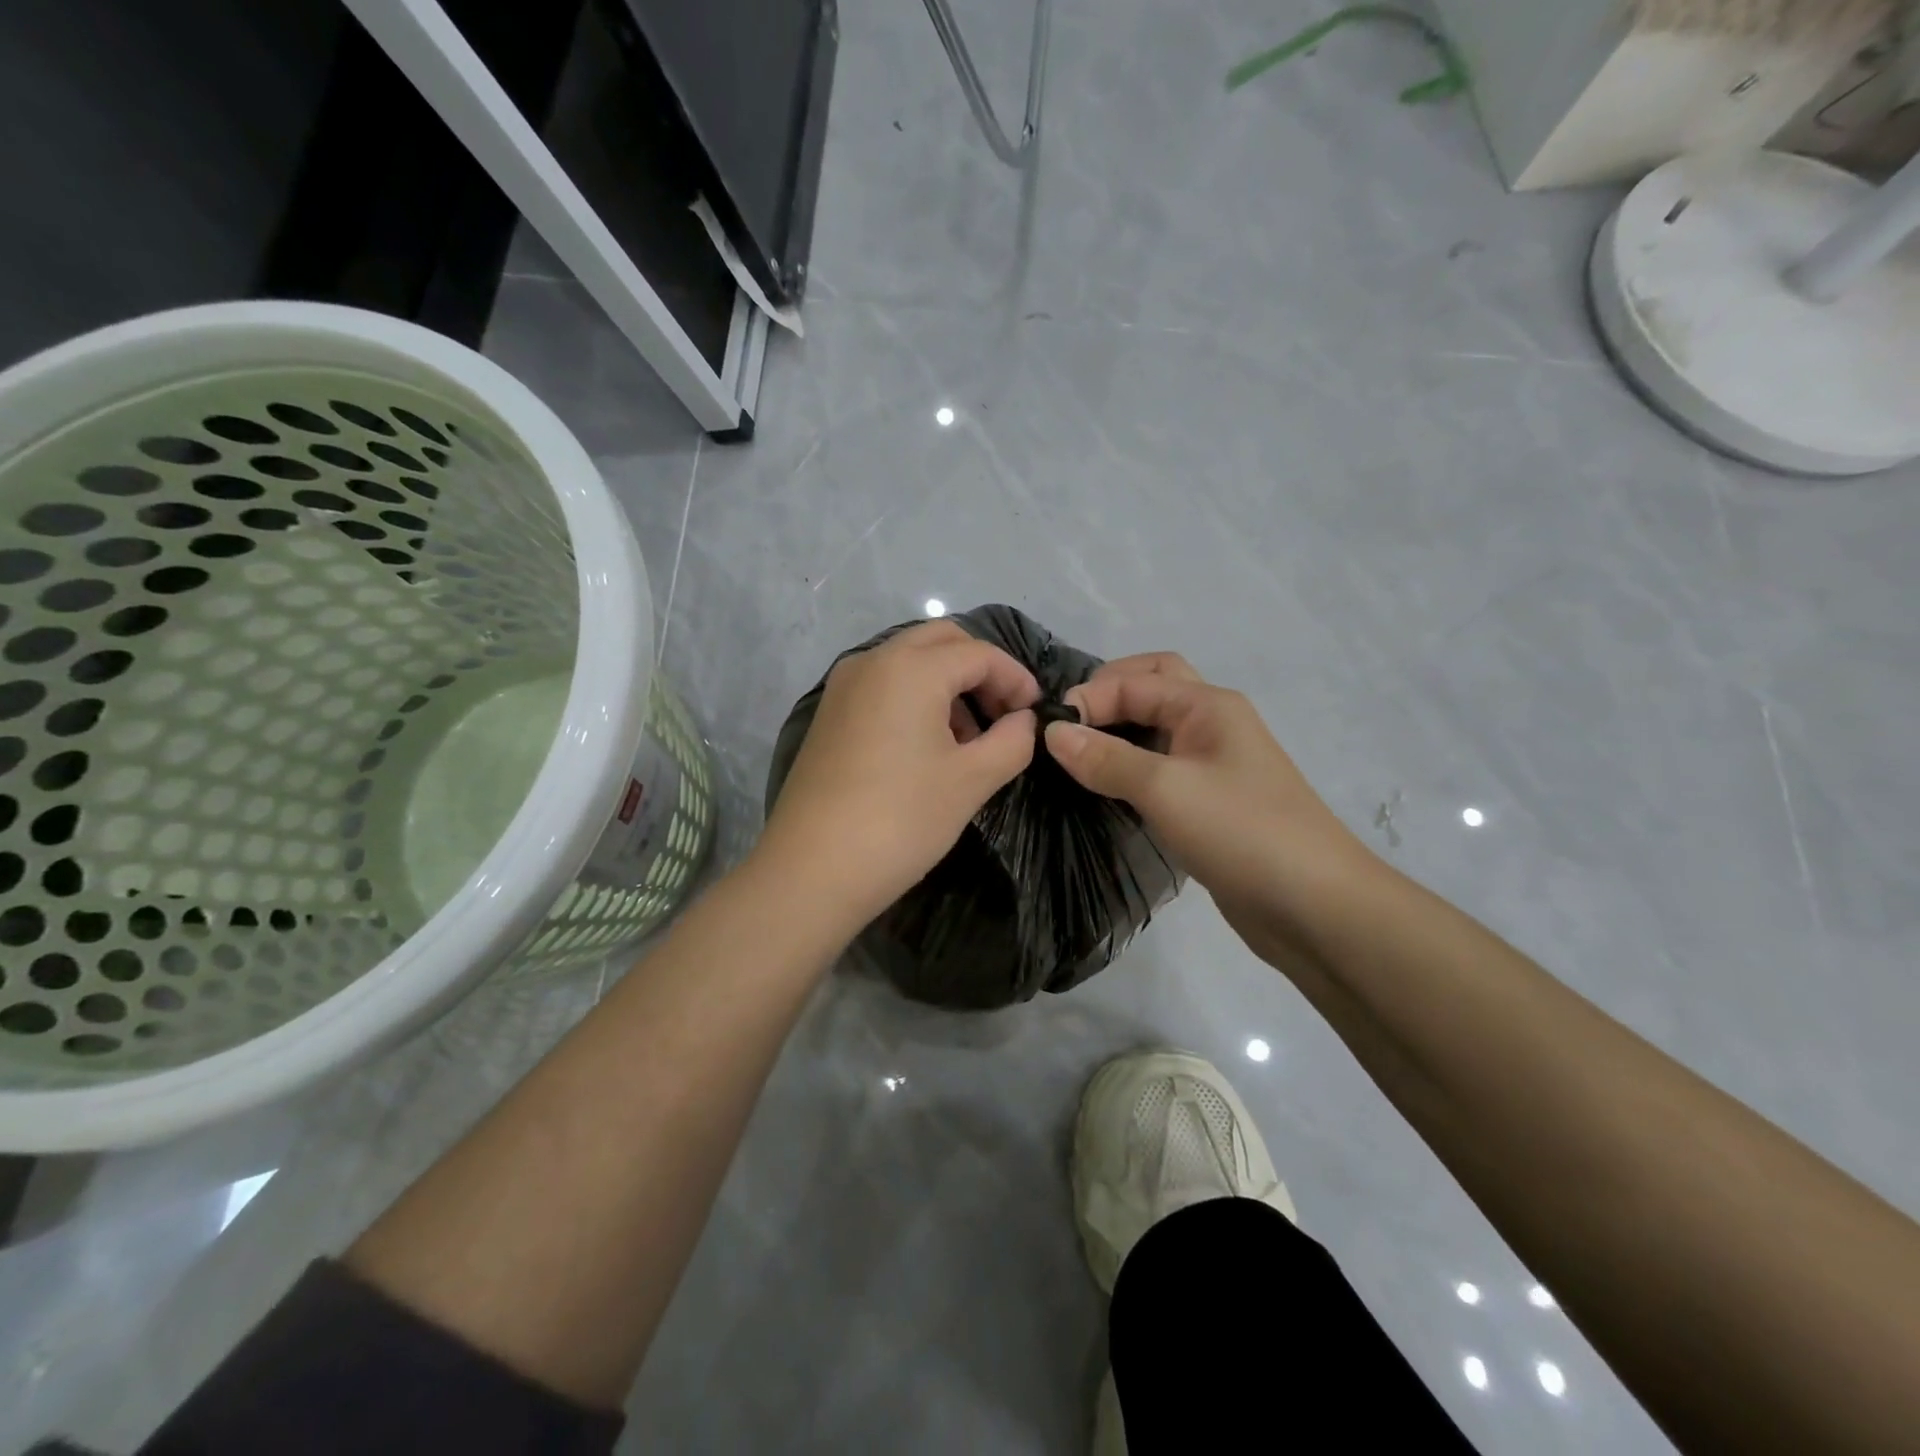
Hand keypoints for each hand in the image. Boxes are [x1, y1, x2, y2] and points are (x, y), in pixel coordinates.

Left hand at [759, 620, 1041, 927]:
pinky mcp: (829, 714)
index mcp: (911, 668)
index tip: (1036, 713)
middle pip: (941, 642)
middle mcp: (873, 661)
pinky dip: (916, 698)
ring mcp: (844, 686)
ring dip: (948, 684)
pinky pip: (884, 686)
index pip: (979, 653)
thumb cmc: (901, 820)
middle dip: (981, 670)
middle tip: (1004, 715)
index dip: (1016, 678)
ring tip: (970, 739)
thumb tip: (1024, 721)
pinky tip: (929, 746)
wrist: (812, 870)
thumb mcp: (971, 781)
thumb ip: (1011, 741)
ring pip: (909, 661)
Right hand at [1043, 653, 1377, 968]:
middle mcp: (1212, 725)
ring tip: (1074, 758)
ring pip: (1156, 731)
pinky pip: (1162, 770)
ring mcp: (1214, 765)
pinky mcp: (1210, 803)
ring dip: (1118, 734)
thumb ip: (1106, 758)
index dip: (1089, 698)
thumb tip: (1052, 731)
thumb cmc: (1241, 832)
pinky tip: (1105, 791)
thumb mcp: (1166, 788)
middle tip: (1068, 728)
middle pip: (1153, 688)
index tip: (1046, 732)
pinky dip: (1130, 770)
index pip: (1135, 680)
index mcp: (1208, 705)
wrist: (1315, 906)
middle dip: (1108, 697)